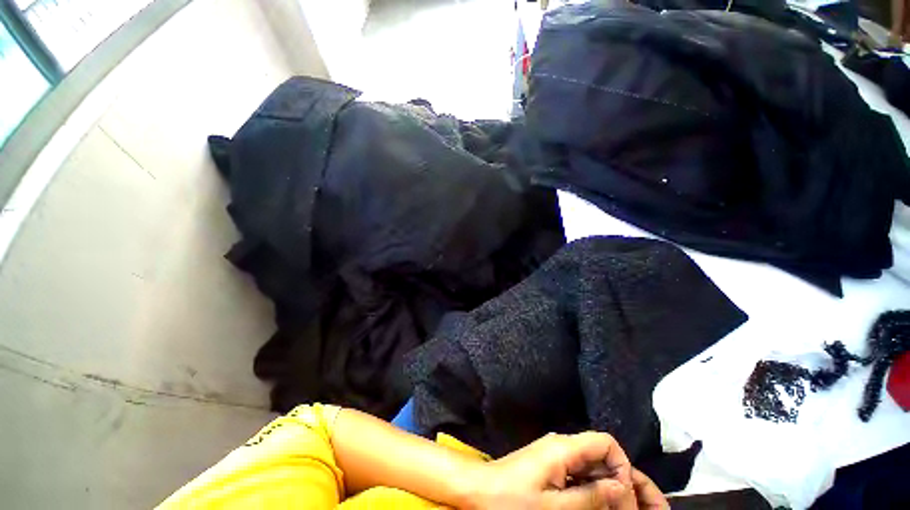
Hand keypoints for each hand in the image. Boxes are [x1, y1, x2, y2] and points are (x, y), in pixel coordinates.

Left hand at [462, 432, 666, 508]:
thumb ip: (591, 497)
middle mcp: (563, 447)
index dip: (624, 468)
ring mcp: (556, 458)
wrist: (479, 490)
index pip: (606, 444)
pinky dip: (596, 493)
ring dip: (615, 491)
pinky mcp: (550, 468)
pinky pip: (581, 477)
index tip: (629, 501)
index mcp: (564, 448)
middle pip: (604, 458)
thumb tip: (623, 488)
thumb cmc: (511, 500)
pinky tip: (604, 509)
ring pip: (594, 470)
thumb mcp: (554, 507)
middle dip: (629, 484)